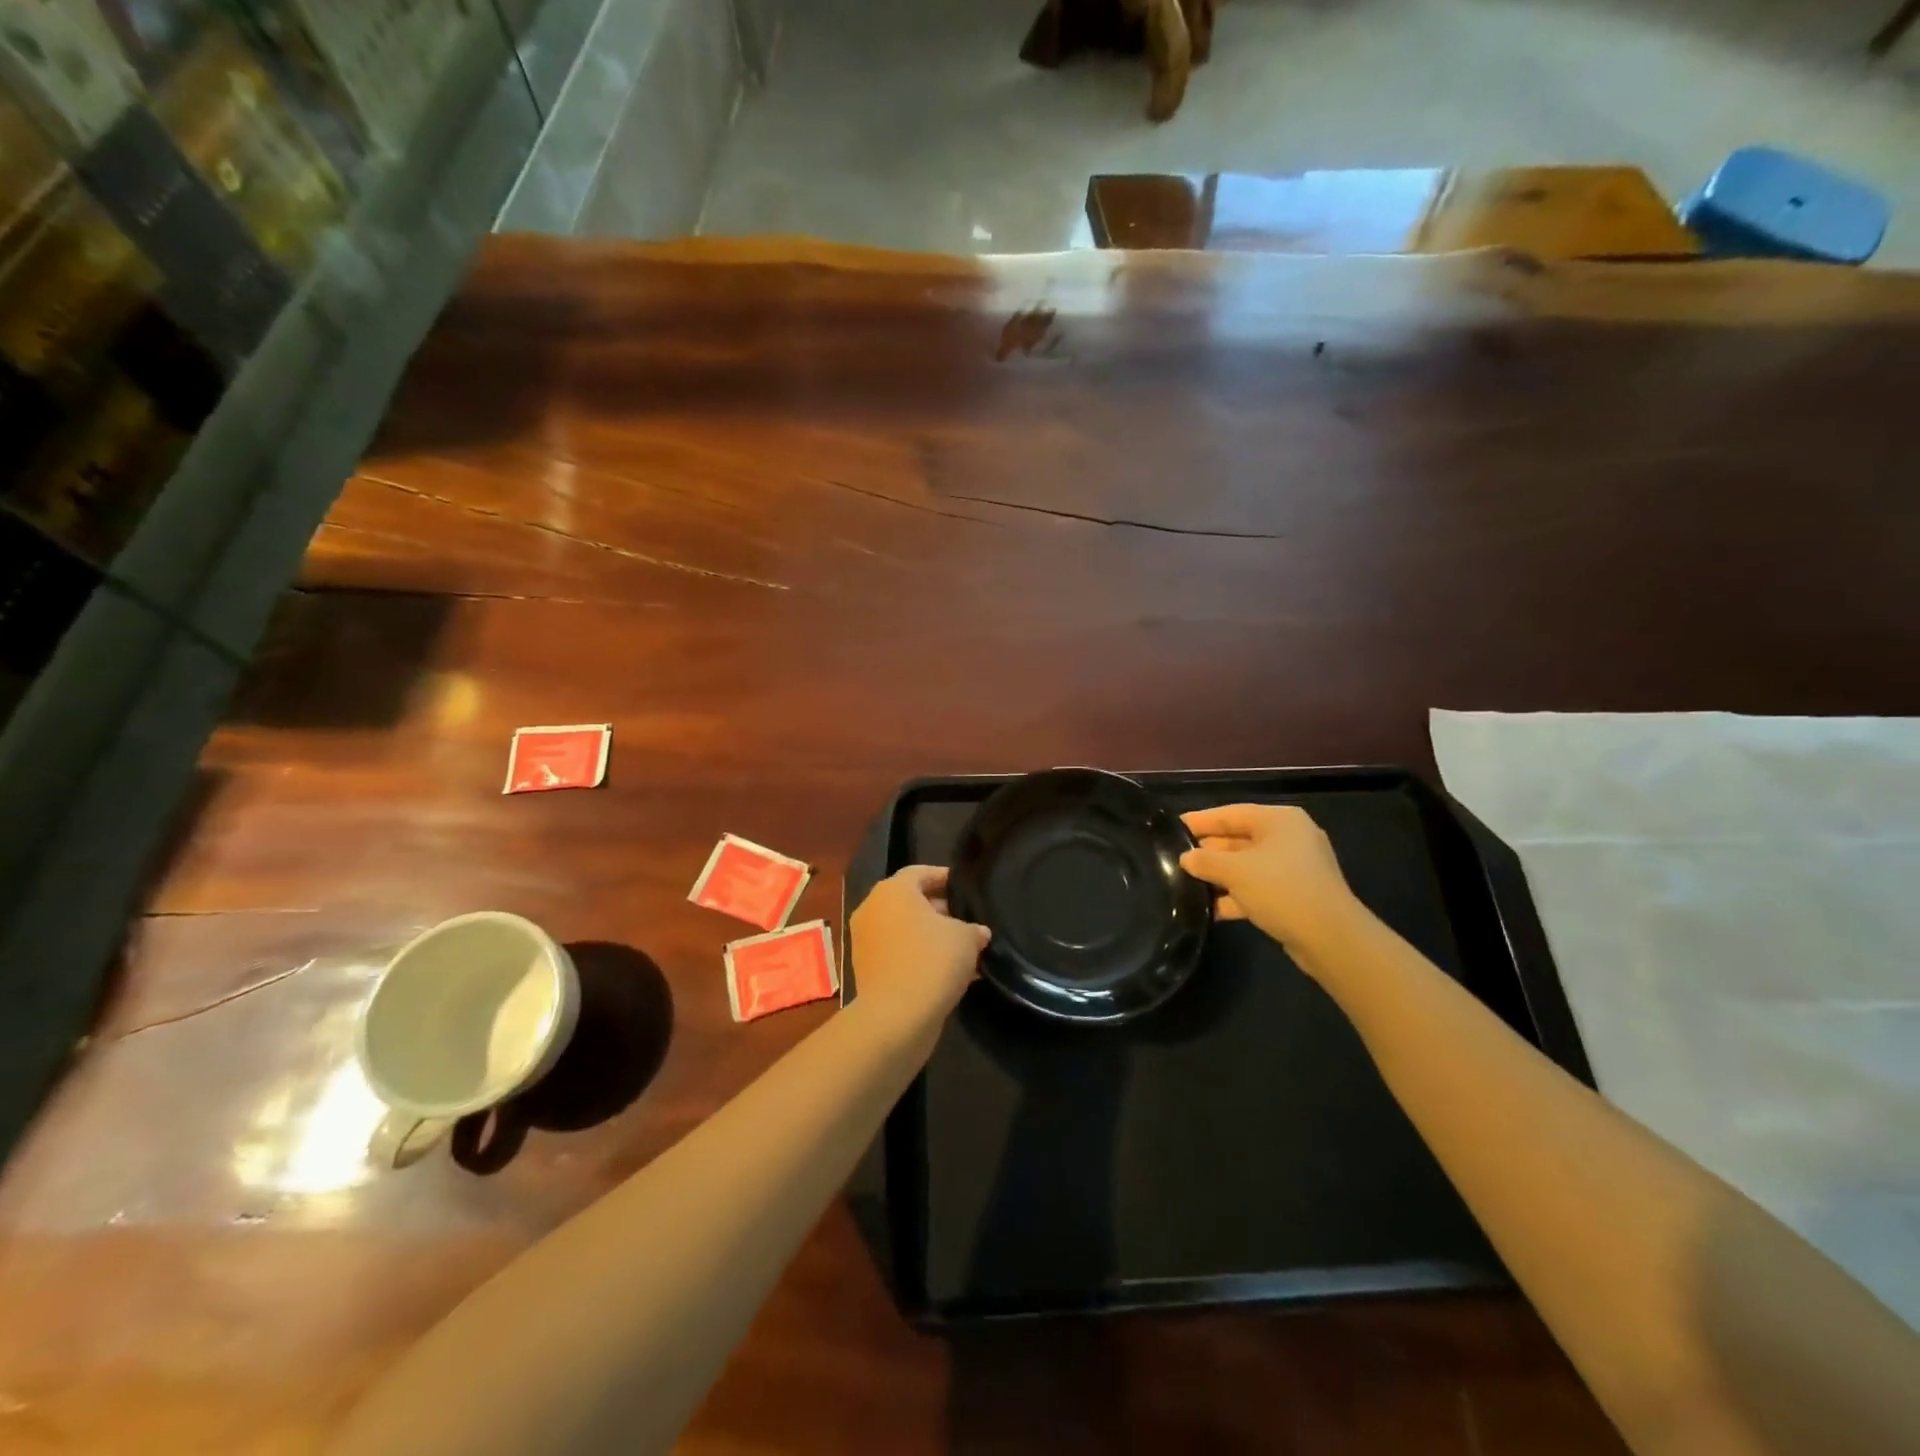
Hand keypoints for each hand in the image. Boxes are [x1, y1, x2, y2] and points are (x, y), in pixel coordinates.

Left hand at [849, 866, 989, 1043]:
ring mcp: (865, 941)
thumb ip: (973, 929)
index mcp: (892, 890)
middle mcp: (873, 909)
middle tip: (967, 921)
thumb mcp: (966, 939)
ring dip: (931, 938)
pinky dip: (919, 958)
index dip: (944, 877)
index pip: (920, 872)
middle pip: (910, 901)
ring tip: (963, 951)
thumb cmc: (931, 961)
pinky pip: (898, 954)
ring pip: (904, 930)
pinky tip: (948, 974)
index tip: (965, 888)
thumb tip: (978, 932)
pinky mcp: (866, 969)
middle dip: (940, 911)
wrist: (896, 1017)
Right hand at [1179, 804, 1364, 958]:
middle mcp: (1289, 838)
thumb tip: (1186, 858)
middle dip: (1208, 852)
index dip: (1200, 821)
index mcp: (1279, 820)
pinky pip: (1258, 888)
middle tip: (1175, 860)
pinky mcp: (1295, 895)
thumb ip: (1205, 861)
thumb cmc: (1281, 889)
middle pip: (1238, 839)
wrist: (1330, 938)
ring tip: (1186, 885)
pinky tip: (1210, 910)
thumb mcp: (1235, 871)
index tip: (1172, 828)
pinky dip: (1236, 896)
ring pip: (1247, 866)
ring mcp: (1294, 868)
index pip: (1230, 813)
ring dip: (1220, 876)